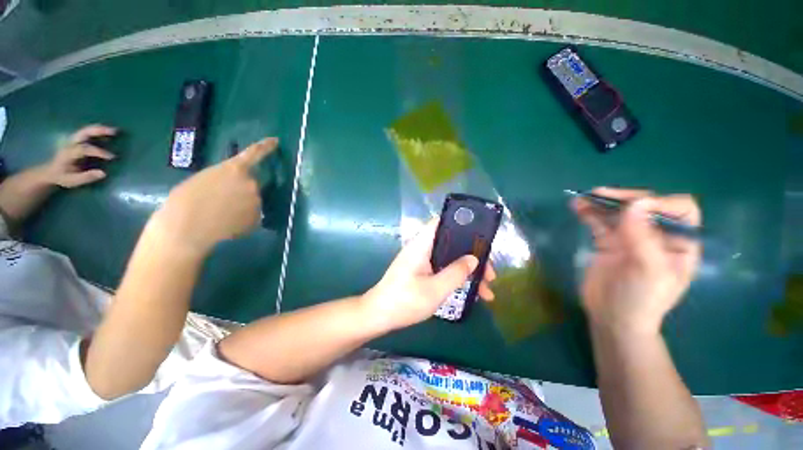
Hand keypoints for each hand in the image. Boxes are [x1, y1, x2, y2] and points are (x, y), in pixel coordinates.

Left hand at [42, 124, 116, 187]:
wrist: (51, 172)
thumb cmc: (62, 177)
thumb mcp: (72, 181)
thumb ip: (86, 177)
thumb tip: (103, 173)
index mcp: (68, 154)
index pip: (84, 149)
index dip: (98, 152)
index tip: (112, 157)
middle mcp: (70, 144)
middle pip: (83, 133)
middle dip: (98, 131)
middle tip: (114, 132)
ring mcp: (72, 141)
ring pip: (85, 130)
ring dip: (99, 129)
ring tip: (114, 130)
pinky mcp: (76, 140)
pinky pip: (87, 132)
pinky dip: (97, 130)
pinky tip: (107, 131)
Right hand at [148, 137, 277, 255]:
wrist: (187, 228)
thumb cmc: (185, 200)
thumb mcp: (204, 179)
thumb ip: (225, 178)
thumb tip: (234, 186)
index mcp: (235, 169)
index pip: (254, 153)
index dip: (266, 146)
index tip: (276, 141)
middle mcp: (252, 183)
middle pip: (252, 184)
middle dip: (241, 190)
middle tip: (221, 200)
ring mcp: (257, 202)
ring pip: (252, 201)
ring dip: (242, 205)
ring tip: (220, 214)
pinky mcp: (258, 218)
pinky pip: (252, 216)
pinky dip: (243, 219)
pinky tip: (226, 224)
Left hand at [362, 217, 496, 331]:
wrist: (378, 315)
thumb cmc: (405, 301)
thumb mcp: (435, 289)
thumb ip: (455, 273)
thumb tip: (474, 258)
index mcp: (421, 245)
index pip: (440, 222)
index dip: (460, 223)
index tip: (480, 236)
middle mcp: (421, 248)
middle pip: (451, 242)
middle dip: (471, 255)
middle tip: (489, 273)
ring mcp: (421, 260)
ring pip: (449, 258)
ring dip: (467, 270)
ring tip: (486, 289)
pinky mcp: (421, 271)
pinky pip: (443, 268)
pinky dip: (456, 277)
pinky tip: (470, 292)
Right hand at [573, 188, 700, 334]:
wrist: (612, 318)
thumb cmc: (640, 299)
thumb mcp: (649, 271)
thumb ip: (643, 237)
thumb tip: (634, 203)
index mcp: (680, 243)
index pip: (680, 210)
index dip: (660, 203)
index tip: (632, 208)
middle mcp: (657, 236)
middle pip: (645, 206)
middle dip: (623, 198)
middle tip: (599, 195)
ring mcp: (631, 239)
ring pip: (619, 212)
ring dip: (601, 203)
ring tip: (582, 199)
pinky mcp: (608, 243)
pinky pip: (600, 222)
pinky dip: (589, 213)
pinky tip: (577, 207)